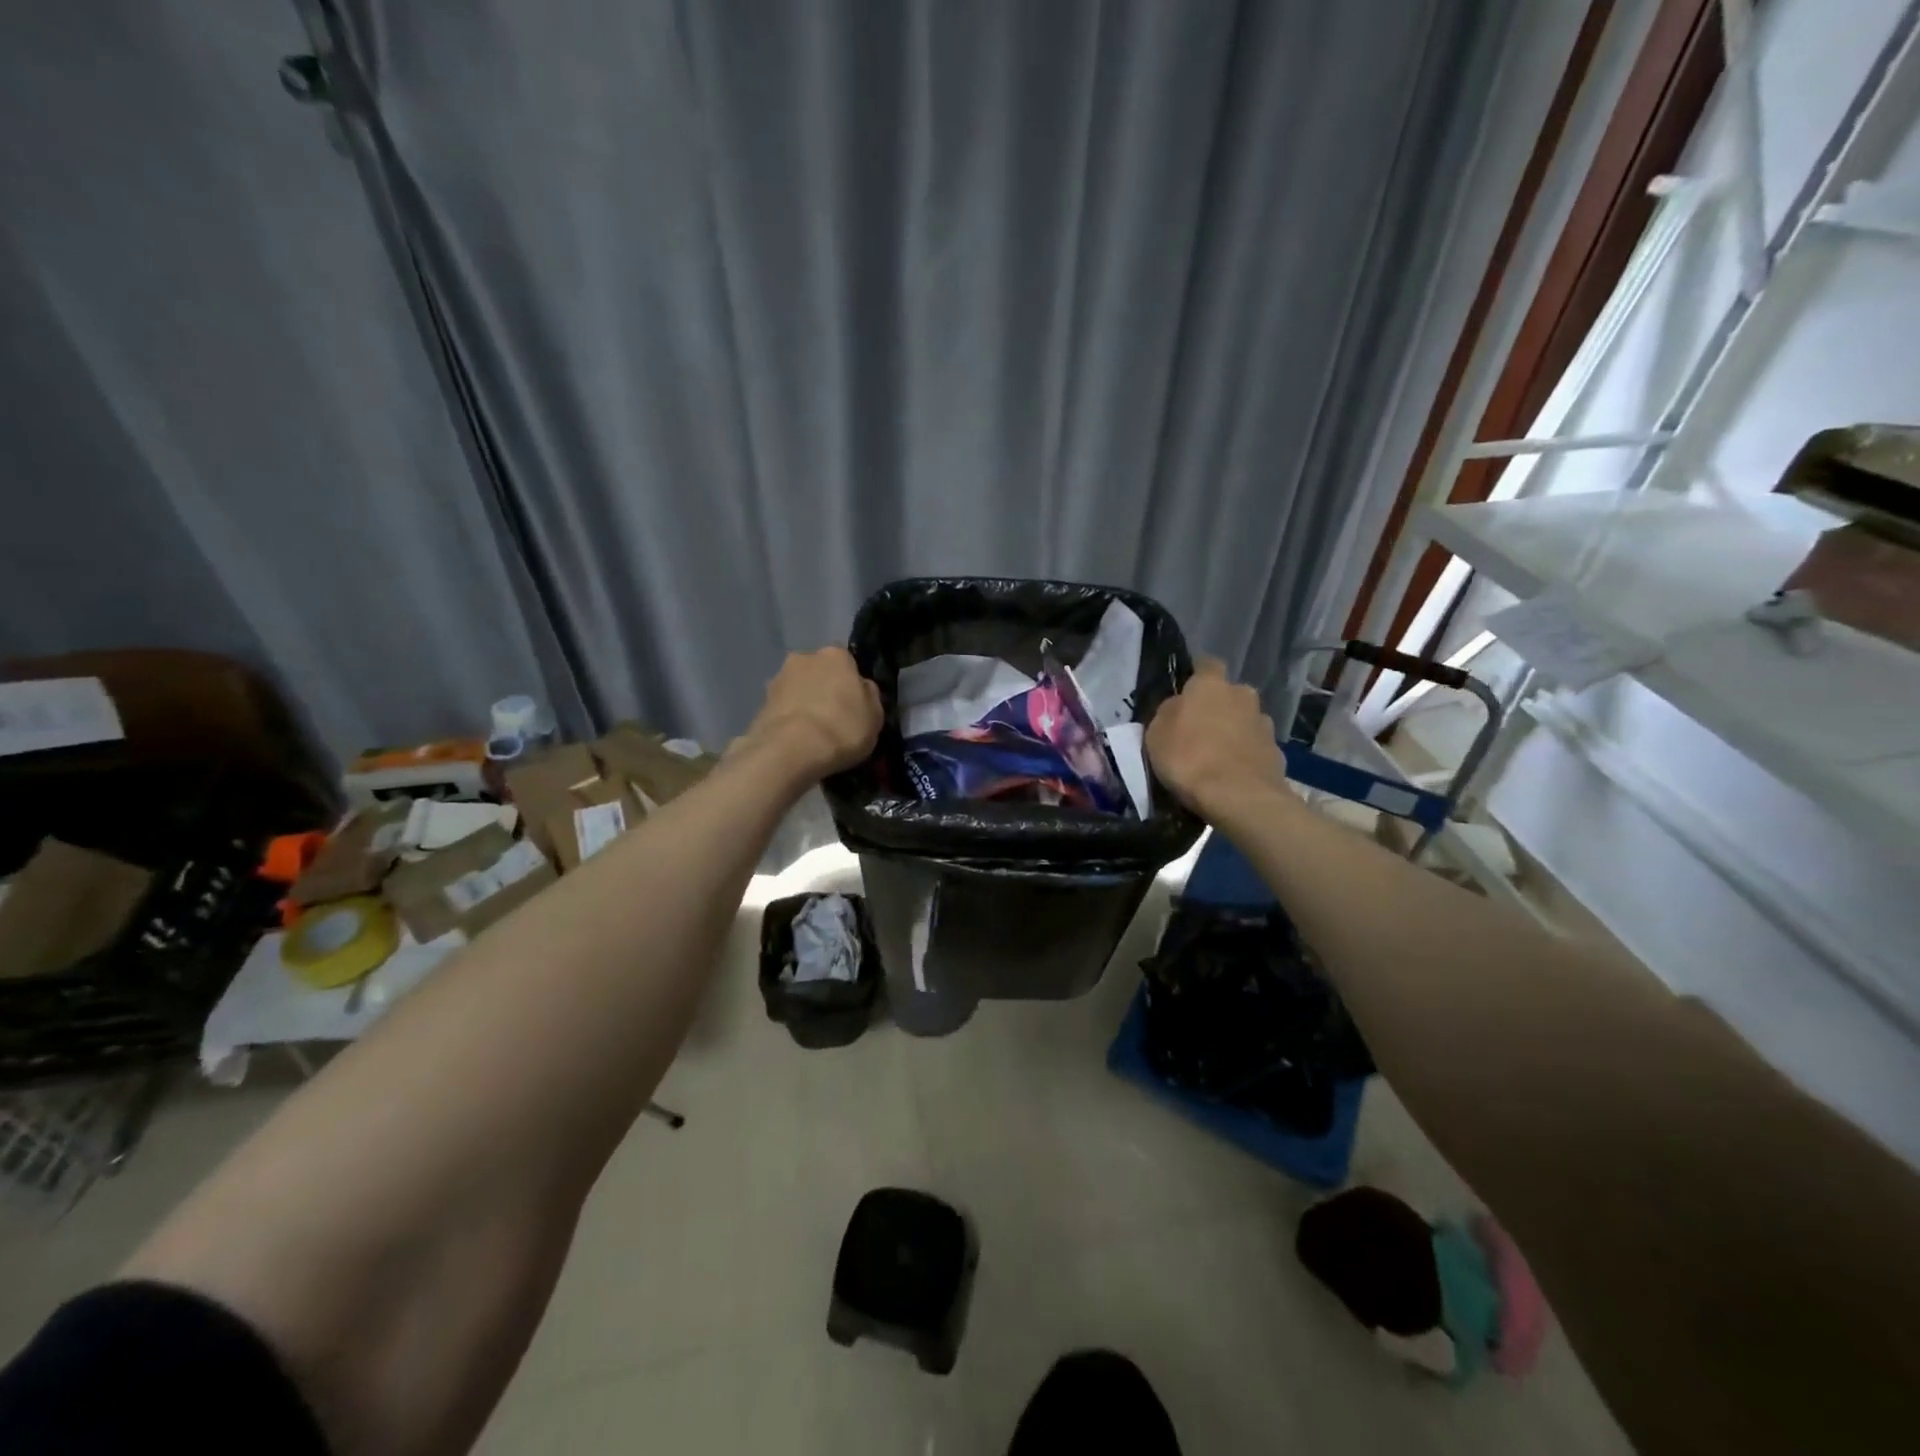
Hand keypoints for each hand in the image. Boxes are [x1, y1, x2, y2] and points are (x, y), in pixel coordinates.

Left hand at [743, 646, 882, 779]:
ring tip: (812, 733)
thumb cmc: (842, 728)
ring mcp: (778, 679)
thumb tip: (861, 688)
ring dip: (804, 703)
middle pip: (819, 672)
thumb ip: (869, 695)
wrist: (790, 751)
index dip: (851, 683)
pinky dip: (789, 720)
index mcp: (836, 655)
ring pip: (798, 689)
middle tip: (833, 717)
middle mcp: (804, 658)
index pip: (847, 662)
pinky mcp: (760, 703)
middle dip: (824, 689)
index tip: (854, 704)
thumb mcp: (875, 715)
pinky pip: (783, 709)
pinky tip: (796, 740)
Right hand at [1145, 657, 1286, 818]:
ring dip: (1234, 731)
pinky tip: (1233, 774)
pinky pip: (1255, 747)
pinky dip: (1245, 755)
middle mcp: (1242, 695)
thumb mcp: (1156, 734)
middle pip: (1229, 694)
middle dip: (1218, 706)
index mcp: (1211, 685)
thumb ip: (1169, 712)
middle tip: (1199, 730)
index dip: (1197, 674)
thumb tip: (1178, 707)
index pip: (1207, 663)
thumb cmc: (1189, 758)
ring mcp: (1264, 724)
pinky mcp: (1277, 752)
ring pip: (1244, 720)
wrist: (1239, 797)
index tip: (1187, 690)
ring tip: (1217, 756)